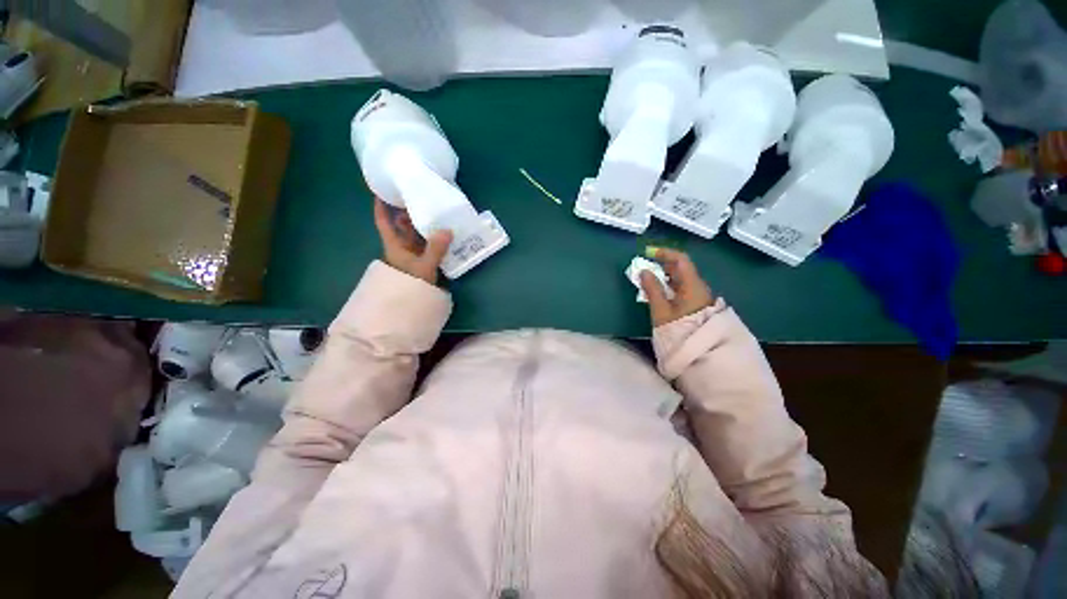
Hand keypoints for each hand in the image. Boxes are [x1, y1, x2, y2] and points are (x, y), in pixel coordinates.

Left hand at [373, 198, 452, 284]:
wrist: (412, 305)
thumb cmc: (411, 284)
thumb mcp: (423, 267)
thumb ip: (435, 249)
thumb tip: (447, 230)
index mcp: (395, 245)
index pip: (384, 222)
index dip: (381, 207)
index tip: (382, 190)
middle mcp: (403, 247)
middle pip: (403, 226)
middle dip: (410, 212)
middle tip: (423, 198)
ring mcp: (414, 255)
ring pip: (418, 235)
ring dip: (426, 225)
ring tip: (438, 212)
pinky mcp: (424, 261)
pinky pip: (429, 245)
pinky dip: (436, 238)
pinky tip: (446, 233)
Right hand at [639, 248, 715, 326]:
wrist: (701, 352)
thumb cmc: (679, 329)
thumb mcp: (661, 310)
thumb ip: (652, 289)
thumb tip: (644, 271)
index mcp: (692, 285)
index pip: (681, 260)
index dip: (665, 253)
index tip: (648, 254)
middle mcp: (699, 287)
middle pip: (681, 269)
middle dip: (662, 266)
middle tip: (645, 270)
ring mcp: (699, 296)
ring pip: (681, 279)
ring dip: (665, 277)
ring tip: (649, 282)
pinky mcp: (697, 305)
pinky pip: (682, 289)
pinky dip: (669, 286)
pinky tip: (659, 294)